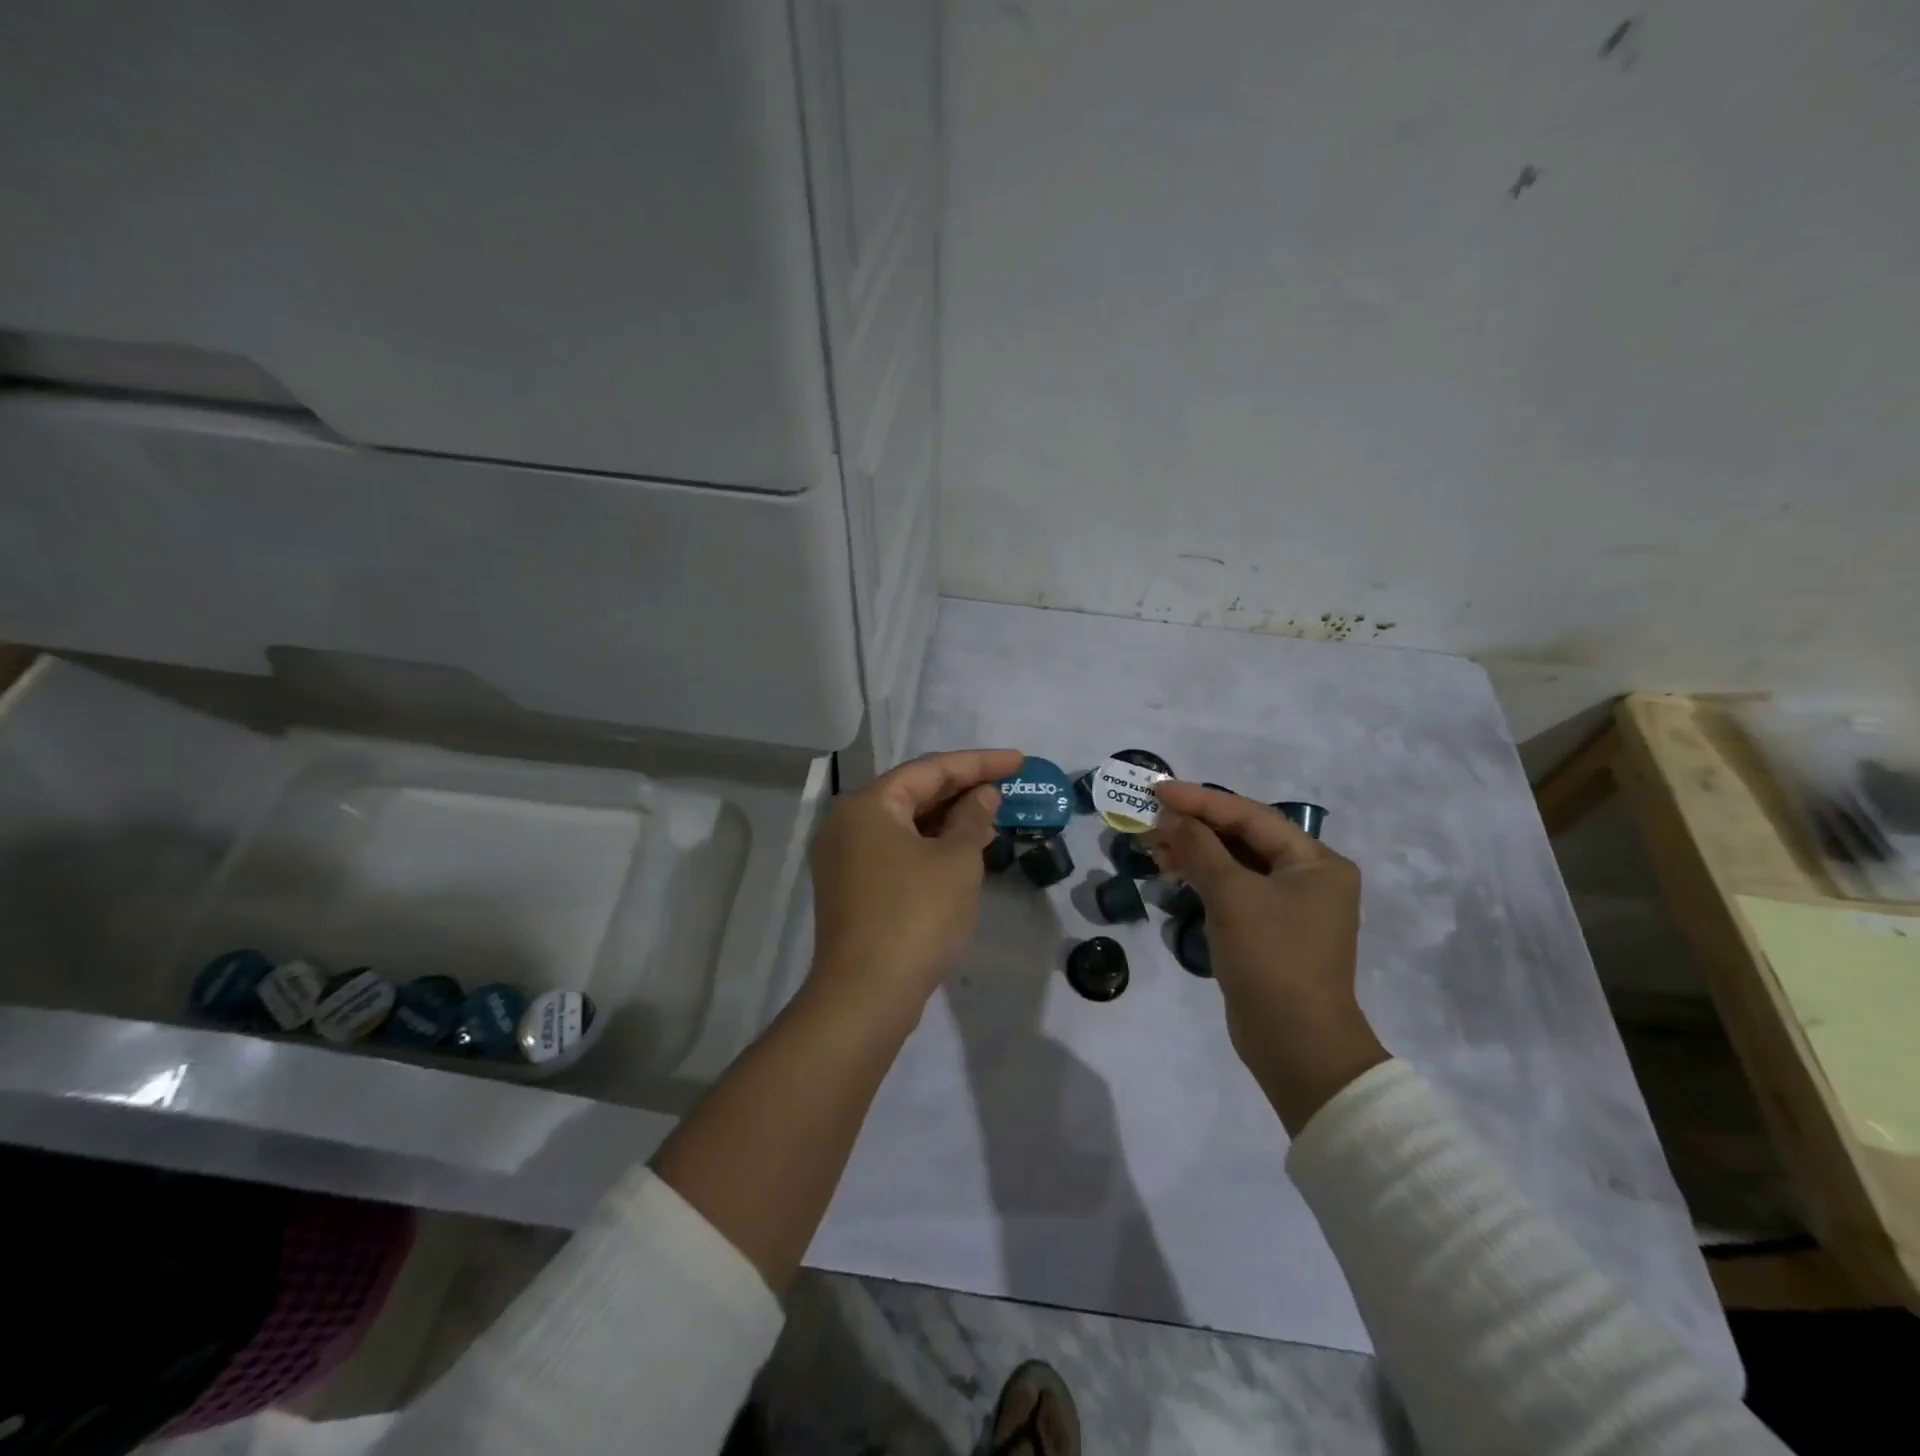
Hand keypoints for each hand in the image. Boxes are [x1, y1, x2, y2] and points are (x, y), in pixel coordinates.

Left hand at [808, 748, 1022, 1020]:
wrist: (866, 995)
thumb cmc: (916, 915)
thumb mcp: (956, 861)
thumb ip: (972, 819)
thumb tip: (982, 796)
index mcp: (868, 805)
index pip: (931, 769)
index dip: (979, 763)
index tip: (1019, 761)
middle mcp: (847, 823)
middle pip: (913, 793)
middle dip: (962, 790)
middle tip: (1007, 788)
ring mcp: (845, 858)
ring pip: (905, 824)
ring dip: (948, 820)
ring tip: (992, 817)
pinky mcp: (851, 889)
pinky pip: (896, 850)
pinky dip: (929, 846)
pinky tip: (962, 851)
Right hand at [1145, 783, 1389, 1132]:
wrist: (1295, 1044)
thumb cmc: (1271, 958)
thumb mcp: (1232, 895)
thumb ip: (1200, 848)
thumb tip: (1170, 816)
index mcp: (1316, 861)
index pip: (1250, 816)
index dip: (1200, 800)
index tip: (1157, 790)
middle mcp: (1309, 877)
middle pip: (1244, 837)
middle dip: (1195, 826)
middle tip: (1150, 820)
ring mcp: (1290, 906)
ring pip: (1235, 864)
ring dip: (1195, 852)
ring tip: (1153, 847)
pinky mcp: (1270, 931)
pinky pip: (1234, 890)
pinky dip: (1204, 879)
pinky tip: (1173, 874)